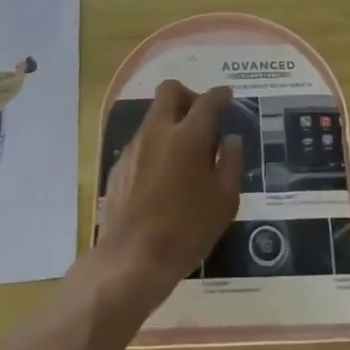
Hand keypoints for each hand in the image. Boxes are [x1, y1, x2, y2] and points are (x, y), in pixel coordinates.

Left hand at [95, 81, 241, 307]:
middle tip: (201, 117)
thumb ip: (231, 163)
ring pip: (153, 117)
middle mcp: (158, 132)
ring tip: (184, 154)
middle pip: (169, 91)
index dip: (220, 95)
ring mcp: (134, 148)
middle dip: (188, 95)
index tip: (227, 96)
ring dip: (170, 123)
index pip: (207, 101)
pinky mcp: (118, 166)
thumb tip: (231, 140)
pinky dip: (156, 147)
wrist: (133, 258)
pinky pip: (141, 143)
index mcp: (188, 136)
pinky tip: (163, 178)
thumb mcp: (224, 200)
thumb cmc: (188, 230)